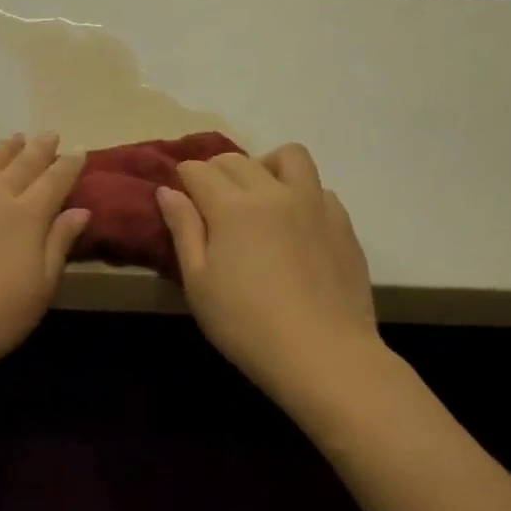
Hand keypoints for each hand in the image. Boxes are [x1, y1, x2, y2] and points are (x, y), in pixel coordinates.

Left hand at [0, 133, 89, 382]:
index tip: (78, 151)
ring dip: (3, 148)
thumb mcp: (38, 290)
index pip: (55, 181)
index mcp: (27, 216)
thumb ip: (58, 246)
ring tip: (14, 138)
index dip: (68, 165)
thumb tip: (80, 210)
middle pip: (21, 164)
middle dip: (38, 149)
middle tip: (49, 135)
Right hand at [156, 145, 380, 401]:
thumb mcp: (199, 283)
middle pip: (238, 160)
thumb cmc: (246, 324)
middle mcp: (273, 193)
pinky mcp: (342, 223)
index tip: (179, 193)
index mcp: (232, 207)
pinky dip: (300, 192)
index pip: (200, 171)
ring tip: (259, 195)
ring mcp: (314, 204)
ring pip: (288, 157)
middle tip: (209, 199)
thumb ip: (184, 231)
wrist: (322, 353)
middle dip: (216, 170)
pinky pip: (319, 188)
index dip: (184, 177)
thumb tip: (168, 192)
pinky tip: (294, 223)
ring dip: (265, 165)